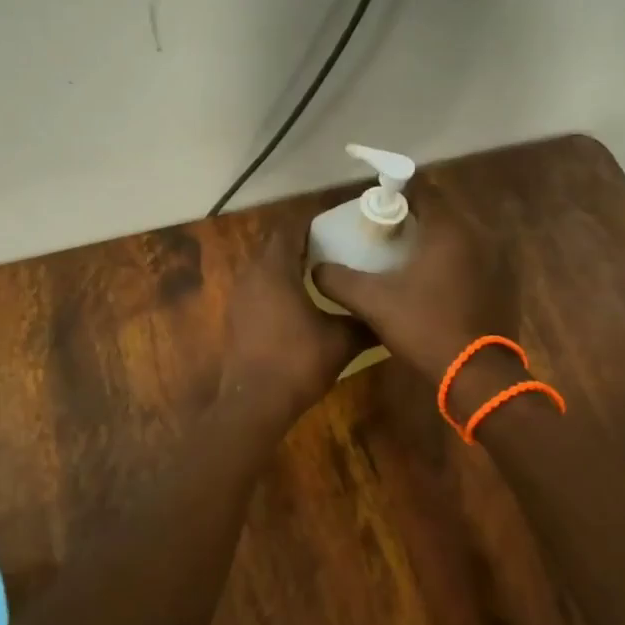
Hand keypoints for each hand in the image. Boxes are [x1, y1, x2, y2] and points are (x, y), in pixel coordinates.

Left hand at [221, 229, 368, 424]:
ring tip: (319, 272)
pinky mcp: (235, 317)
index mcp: (274, 269)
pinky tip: (298, 302)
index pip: (290, 229)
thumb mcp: (341, 341)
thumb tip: (389, 312)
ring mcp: (239, 296)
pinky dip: (275, 286)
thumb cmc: (298, 362)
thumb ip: (364, 320)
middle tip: (333, 246)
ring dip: (287, 265)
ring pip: (264, 268)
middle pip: (274, 245)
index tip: (337, 225)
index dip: (312, 222)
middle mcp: (251, 275)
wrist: (254, 402)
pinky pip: (257, 288)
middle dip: (301, 242)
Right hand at [309, 178, 515, 381]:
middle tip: (386, 233)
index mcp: (450, 229)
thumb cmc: (425, 328)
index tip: (375, 207)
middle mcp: (481, 234)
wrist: (478, 376)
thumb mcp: (373, 303)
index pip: (422, 190)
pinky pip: (475, 256)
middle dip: (415, 216)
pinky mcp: (507, 281)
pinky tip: (436, 282)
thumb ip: (339, 281)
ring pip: (460, 234)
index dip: (396, 193)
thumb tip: (316, 269)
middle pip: (442, 210)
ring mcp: (499, 258)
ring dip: (435, 239)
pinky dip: (455, 259)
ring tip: (408, 257)